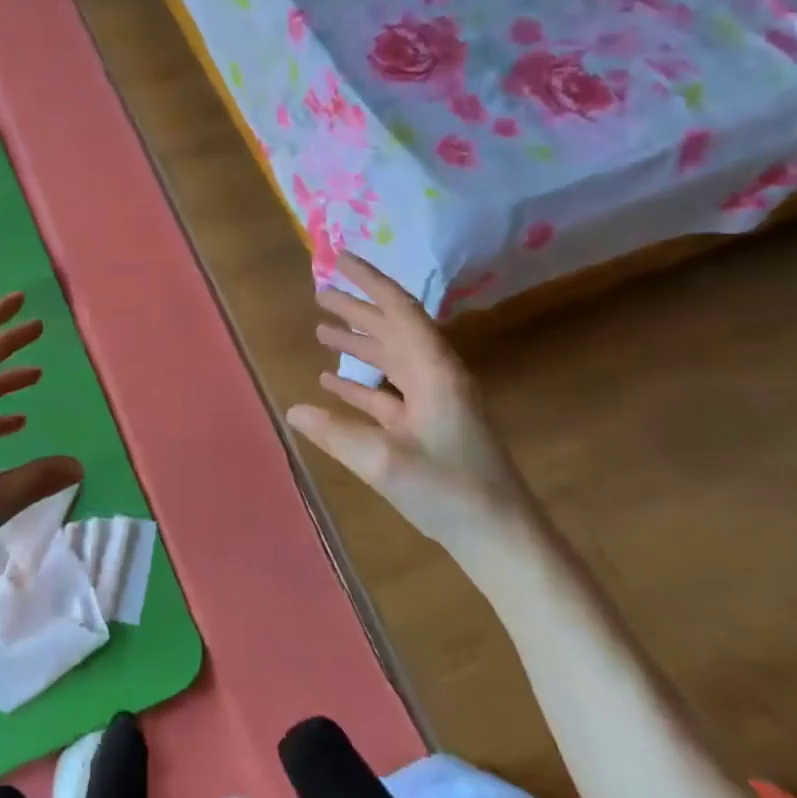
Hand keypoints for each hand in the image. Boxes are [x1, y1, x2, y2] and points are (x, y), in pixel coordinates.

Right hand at [285, 253, 535, 557]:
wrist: (503, 540)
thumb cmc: (451, 492)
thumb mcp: (386, 462)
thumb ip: (337, 434)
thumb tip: (294, 411)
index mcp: (434, 371)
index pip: (398, 309)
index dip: (369, 280)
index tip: (339, 258)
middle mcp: (436, 377)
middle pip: (393, 329)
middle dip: (357, 308)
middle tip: (319, 293)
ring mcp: (434, 403)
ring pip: (390, 359)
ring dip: (358, 343)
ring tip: (321, 330)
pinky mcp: (429, 428)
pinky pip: (388, 393)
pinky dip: (360, 383)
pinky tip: (331, 383)